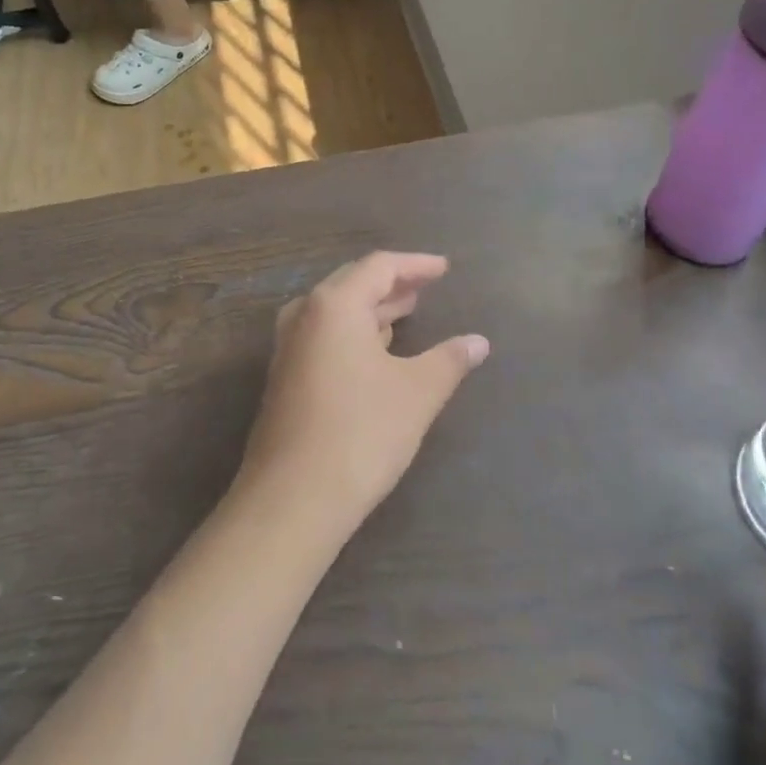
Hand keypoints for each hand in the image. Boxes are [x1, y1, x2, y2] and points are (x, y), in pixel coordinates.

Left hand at [238, 252, 489, 528]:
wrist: (292, 499)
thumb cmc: (361, 433)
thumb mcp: (417, 393)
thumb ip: (449, 360)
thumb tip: (479, 342)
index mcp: (334, 305)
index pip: (379, 267)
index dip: (415, 265)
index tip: (444, 268)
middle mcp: (305, 315)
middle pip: (353, 283)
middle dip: (393, 284)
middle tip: (426, 287)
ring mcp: (289, 347)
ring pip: (337, 312)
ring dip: (373, 309)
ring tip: (406, 311)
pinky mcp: (286, 377)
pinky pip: (325, 336)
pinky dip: (355, 332)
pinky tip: (376, 349)